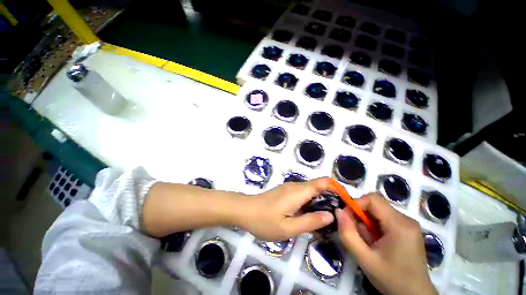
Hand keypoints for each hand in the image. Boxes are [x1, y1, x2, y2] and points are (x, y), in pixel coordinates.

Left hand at [241, 178, 334, 240]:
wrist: (244, 210)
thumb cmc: (265, 220)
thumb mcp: (289, 227)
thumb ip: (311, 221)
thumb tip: (331, 215)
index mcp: (299, 191)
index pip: (322, 182)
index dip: (336, 188)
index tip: (346, 202)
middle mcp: (295, 186)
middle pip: (318, 186)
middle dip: (330, 198)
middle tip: (338, 217)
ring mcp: (289, 188)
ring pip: (310, 191)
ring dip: (319, 201)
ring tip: (325, 219)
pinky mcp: (284, 192)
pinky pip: (302, 194)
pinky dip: (309, 202)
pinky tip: (308, 216)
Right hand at [336, 193, 436, 294]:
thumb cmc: (391, 279)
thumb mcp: (364, 259)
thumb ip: (348, 234)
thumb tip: (338, 211)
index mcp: (399, 224)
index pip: (372, 199)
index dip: (356, 204)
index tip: (347, 219)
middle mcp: (406, 219)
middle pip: (375, 205)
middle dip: (360, 215)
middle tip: (356, 232)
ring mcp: (408, 224)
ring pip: (378, 211)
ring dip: (366, 222)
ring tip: (368, 241)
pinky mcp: (407, 229)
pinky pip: (384, 219)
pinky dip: (374, 226)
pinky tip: (376, 242)